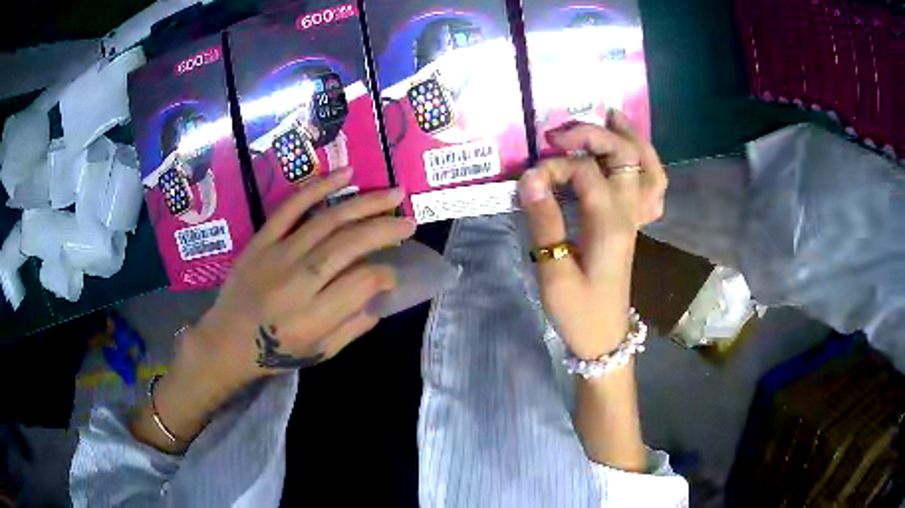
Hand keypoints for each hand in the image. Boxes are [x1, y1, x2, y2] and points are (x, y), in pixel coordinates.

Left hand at [182, 168, 414, 392]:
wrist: (227, 341)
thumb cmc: (276, 353)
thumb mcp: (321, 353)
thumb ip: (355, 327)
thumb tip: (382, 295)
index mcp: (314, 317)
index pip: (362, 283)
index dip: (386, 274)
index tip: (394, 274)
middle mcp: (297, 281)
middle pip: (349, 244)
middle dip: (385, 229)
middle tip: (410, 221)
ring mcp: (277, 255)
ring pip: (327, 220)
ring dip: (364, 203)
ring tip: (393, 193)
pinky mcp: (262, 240)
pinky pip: (291, 207)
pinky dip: (319, 187)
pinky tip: (346, 174)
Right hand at [518, 111, 666, 358]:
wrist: (603, 338)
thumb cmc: (578, 312)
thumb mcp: (554, 272)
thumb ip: (544, 221)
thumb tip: (529, 177)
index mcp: (611, 223)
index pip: (584, 172)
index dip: (553, 167)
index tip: (528, 182)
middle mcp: (629, 213)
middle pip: (625, 156)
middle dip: (594, 134)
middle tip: (561, 131)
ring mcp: (635, 218)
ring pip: (648, 167)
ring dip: (631, 139)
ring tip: (612, 116)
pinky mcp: (632, 226)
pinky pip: (651, 188)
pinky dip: (645, 165)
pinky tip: (631, 156)